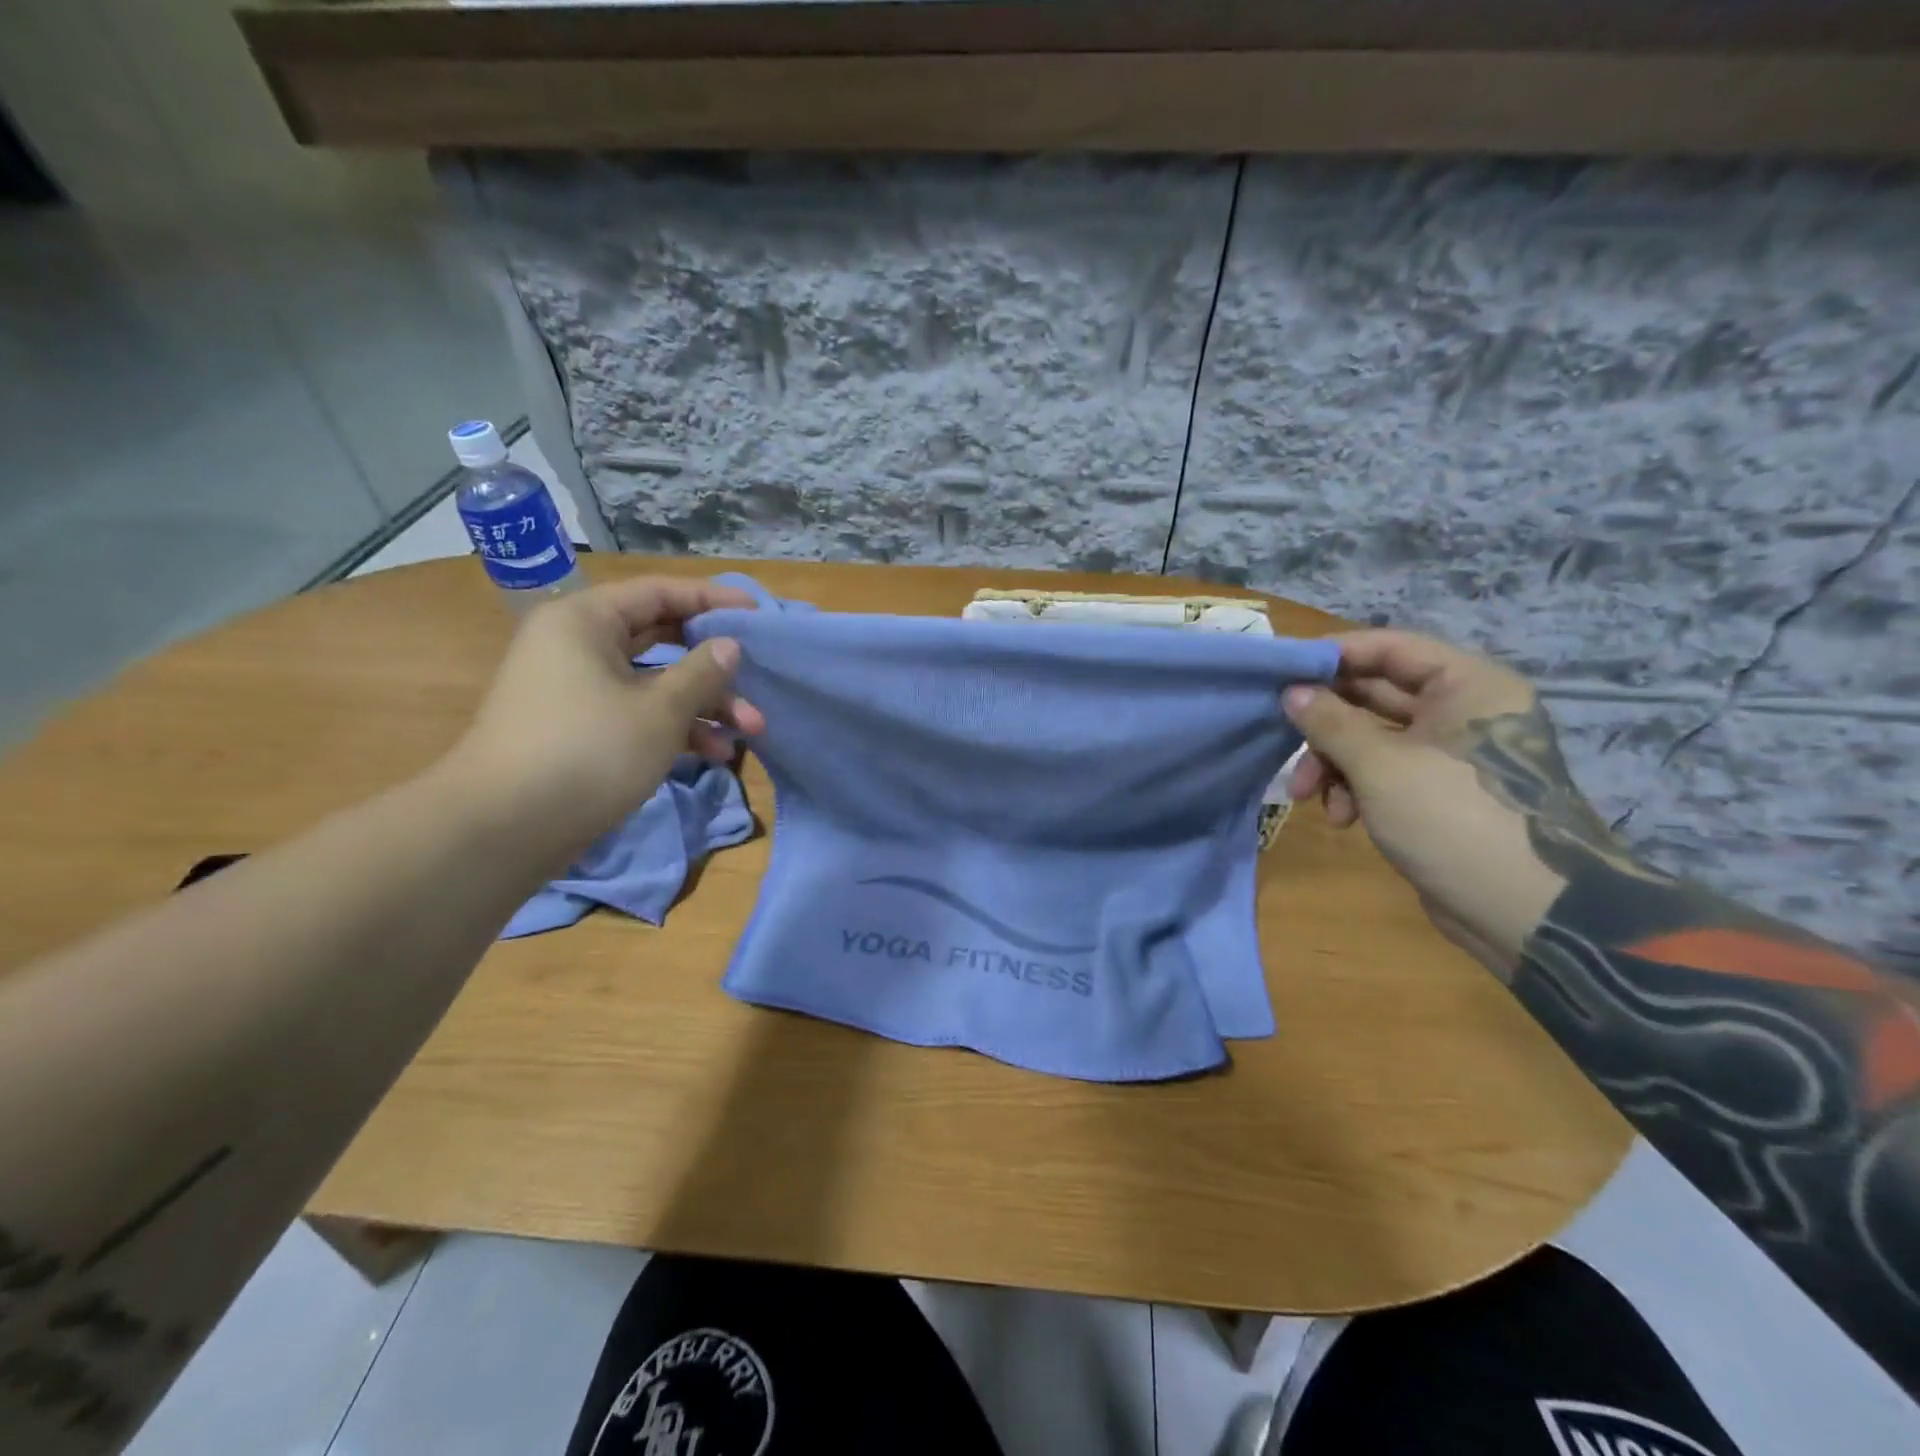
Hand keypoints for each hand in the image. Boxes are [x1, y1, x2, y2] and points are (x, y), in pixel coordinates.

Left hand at [444, 577, 765, 862]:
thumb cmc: (589, 751)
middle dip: (715, 666)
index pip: (660, 593)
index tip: (759, 616)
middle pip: (661, 638)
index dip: (713, 600)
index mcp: (586, 621)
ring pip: (654, 682)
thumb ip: (702, 672)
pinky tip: (712, 753)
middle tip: (758, 680)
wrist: (504, 828)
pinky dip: (675, 727)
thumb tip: (729, 646)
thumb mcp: (660, 710)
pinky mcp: (581, 728)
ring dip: (703, 704)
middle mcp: (578, 645)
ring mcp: (577, 689)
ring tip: (749, 731)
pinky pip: (637, 712)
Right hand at [1282, 631, 1578, 974]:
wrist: (1525, 913)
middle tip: (1282, 739)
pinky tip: (1341, 819)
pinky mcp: (1437, 792)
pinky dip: (1355, 788)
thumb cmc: (1453, 818)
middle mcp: (1462, 711)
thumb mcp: (1380, 765)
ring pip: (1371, 738)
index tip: (1281, 675)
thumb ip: (1330, 722)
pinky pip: (1383, 772)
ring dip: (1332, 762)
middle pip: (1374, 695)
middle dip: (1324, 723)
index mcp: (1466, 686)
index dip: (1332, 657)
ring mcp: (1451, 754)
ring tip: (1307, 796)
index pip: (1389, 648)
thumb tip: (1290, 692)